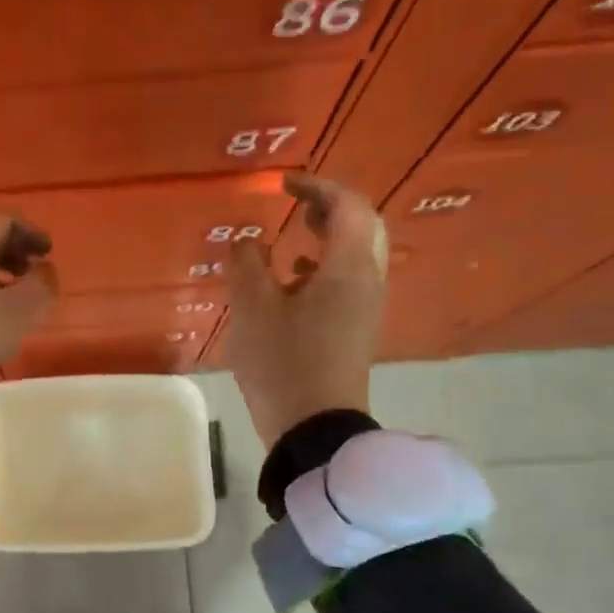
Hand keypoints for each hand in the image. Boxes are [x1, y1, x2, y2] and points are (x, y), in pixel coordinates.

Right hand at [224, 173, 387, 446]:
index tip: (285, 185)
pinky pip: (347, 283)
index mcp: (348, 268)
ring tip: (293, 237)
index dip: (318, 187)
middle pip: (362, 228)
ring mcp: (365, 309)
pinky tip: (291, 283)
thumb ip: (246, 265)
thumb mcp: (253, 309)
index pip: (348, 207)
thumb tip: (247, 242)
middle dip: (330, 209)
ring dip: (327, 238)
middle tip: (297, 204)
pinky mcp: (355, 331)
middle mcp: (367, 282)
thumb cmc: (284, 363)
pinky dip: (323, 269)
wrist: (314, 428)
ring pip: (355, 256)